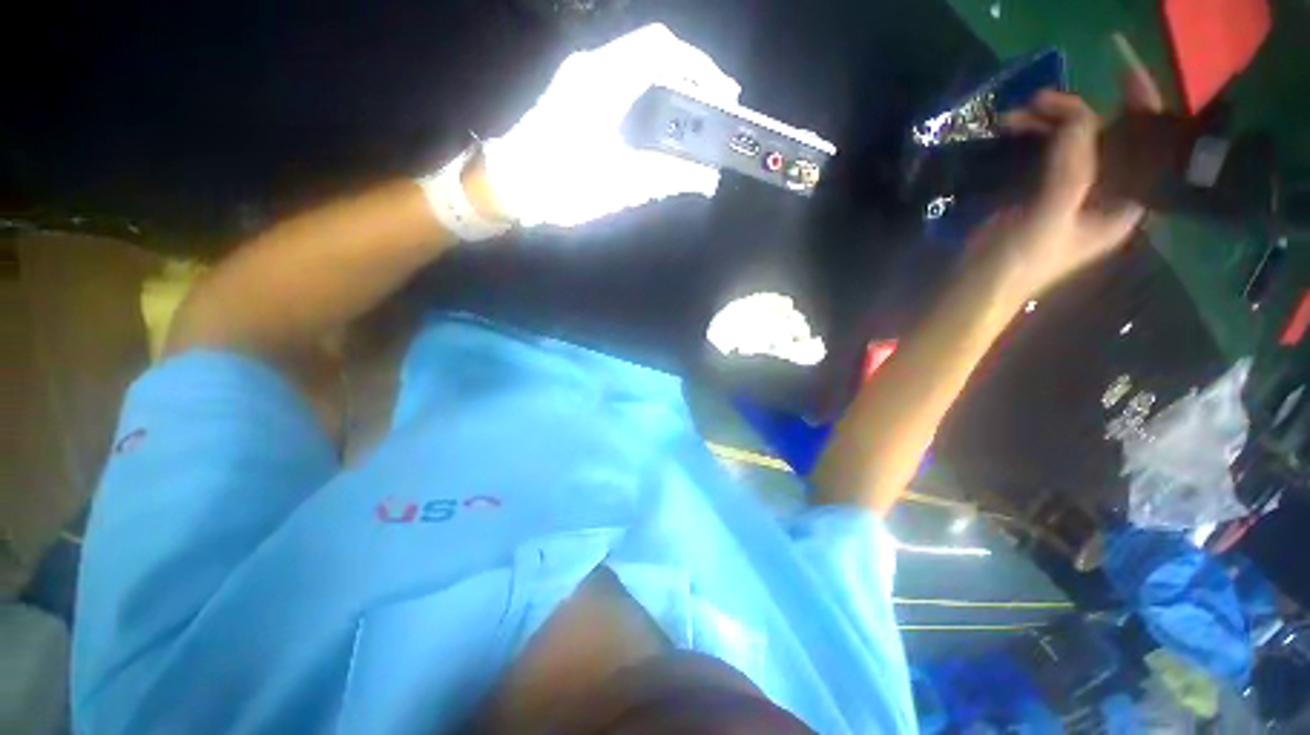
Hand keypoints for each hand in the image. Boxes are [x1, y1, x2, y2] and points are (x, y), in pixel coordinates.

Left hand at [480, 24, 740, 227]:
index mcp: (603, 81)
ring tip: (696, 112)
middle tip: (716, 104)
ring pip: (638, 61)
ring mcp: (581, 76)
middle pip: (653, 49)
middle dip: (691, 72)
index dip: (700, 66)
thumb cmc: (562, 186)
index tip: (725, 94)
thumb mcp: (619, 186)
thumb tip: (706, 180)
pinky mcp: (576, 92)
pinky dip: (651, 92)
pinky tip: (662, 120)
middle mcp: (592, 67)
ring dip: (672, 81)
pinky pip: (624, 77)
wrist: (510, 185)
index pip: (662, 50)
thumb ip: (667, 178)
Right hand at [975, 75, 1161, 299]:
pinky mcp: (1036, 194)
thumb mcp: (1049, 217)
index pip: (1144, 147)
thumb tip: (1075, 114)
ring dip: (1047, 124)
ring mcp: (1068, 193)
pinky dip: (1030, 139)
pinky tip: (1009, 131)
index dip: (1140, 108)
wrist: (972, 288)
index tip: (1122, 71)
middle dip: (1078, 114)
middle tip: (1041, 99)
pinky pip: (1044, 155)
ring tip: (1015, 115)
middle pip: (1105, 139)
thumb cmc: (1017, 264)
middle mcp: (1103, 193)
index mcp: (1123, 204)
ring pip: (1071, 144)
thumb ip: (1071, 169)